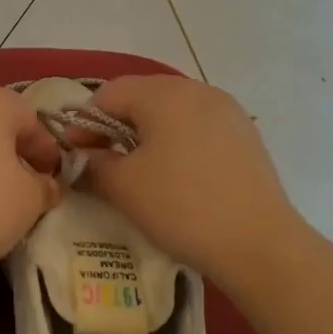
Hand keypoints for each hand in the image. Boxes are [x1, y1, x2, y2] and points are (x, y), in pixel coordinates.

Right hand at [74, 77, 300, 282]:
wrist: (259, 243)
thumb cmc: (182, 206)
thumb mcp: (125, 186)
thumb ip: (94, 164)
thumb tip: (81, 158)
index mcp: (165, 93)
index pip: (110, 93)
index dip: (84, 122)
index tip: (73, 155)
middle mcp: (198, 90)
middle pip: (143, 97)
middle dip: (115, 125)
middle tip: (101, 160)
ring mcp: (227, 111)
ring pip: (173, 112)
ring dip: (147, 134)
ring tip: (137, 169)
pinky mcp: (245, 136)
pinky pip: (198, 128)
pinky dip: (177, 143)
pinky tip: (175, 176)